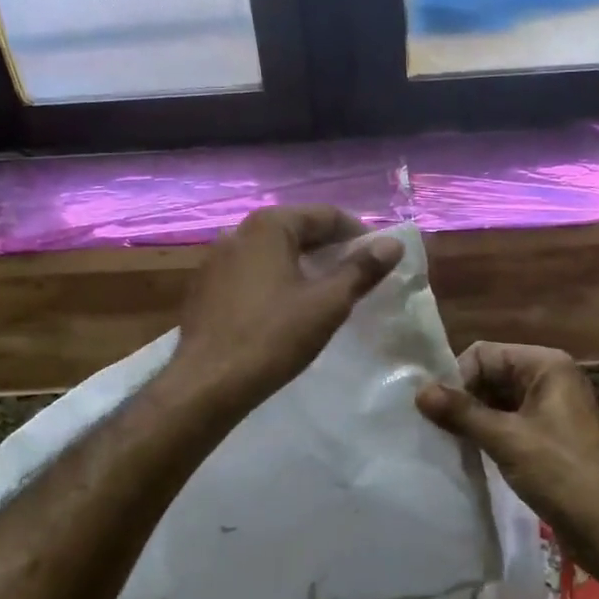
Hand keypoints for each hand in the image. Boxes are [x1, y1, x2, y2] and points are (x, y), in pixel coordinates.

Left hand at [171, 205, 403, 414]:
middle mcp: (239, 232)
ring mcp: (216, 259)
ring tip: (327, 291)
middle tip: (358, 275)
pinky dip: (276, 279)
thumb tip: (393, 244)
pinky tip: (287, 307)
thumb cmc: (274, 337)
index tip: (378, 258)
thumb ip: (362, 269)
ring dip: (303, 264)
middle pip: (297, 229)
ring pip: (273, 251)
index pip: (325, 215)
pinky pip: (251, 272)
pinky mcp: (205, 287)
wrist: (208, 383)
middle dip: (330, 248)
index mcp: (269, 225)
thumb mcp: (328, 303)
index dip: (358, 233)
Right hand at [416, 342, 598, 583]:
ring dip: (473, 419)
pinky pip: (508, 423)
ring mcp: (550, 408)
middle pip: (490, 375)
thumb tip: (419, 391)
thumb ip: (462, 413)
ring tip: (447, 442)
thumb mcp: (507, 439)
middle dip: (463, 399)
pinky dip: (487, 434)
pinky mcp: (547, 437)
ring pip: (497, 401)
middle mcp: (549, 378)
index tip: (436, 411)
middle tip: (436, 429)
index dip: (458, 378)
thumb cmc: (562, 474)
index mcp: (546, 365)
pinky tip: (468, 453)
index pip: (485, 354)